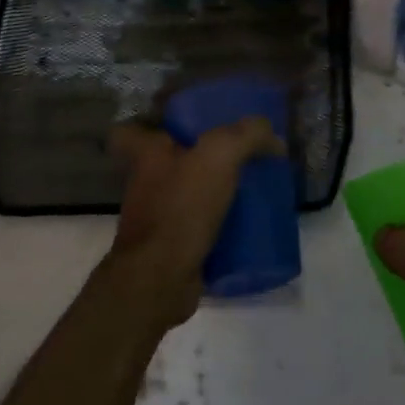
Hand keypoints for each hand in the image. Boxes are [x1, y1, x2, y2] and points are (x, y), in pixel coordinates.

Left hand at [105, 118, 280, 329]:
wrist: (160, 280)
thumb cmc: (181, 207)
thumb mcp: (220, 155)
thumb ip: (247, 135)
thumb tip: (274, 137)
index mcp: (147, 155)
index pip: (131, 131)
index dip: (151, 124)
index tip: (181, 125)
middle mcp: (146, 184)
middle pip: (168, 162)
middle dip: (198, 159)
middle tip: (235, 156)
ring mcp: (157, 219)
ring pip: (187, 195)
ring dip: (213, 193)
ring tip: (250, 189)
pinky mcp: (172, 249)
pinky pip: (199, 228)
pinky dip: (220, 227)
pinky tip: (247, 225)